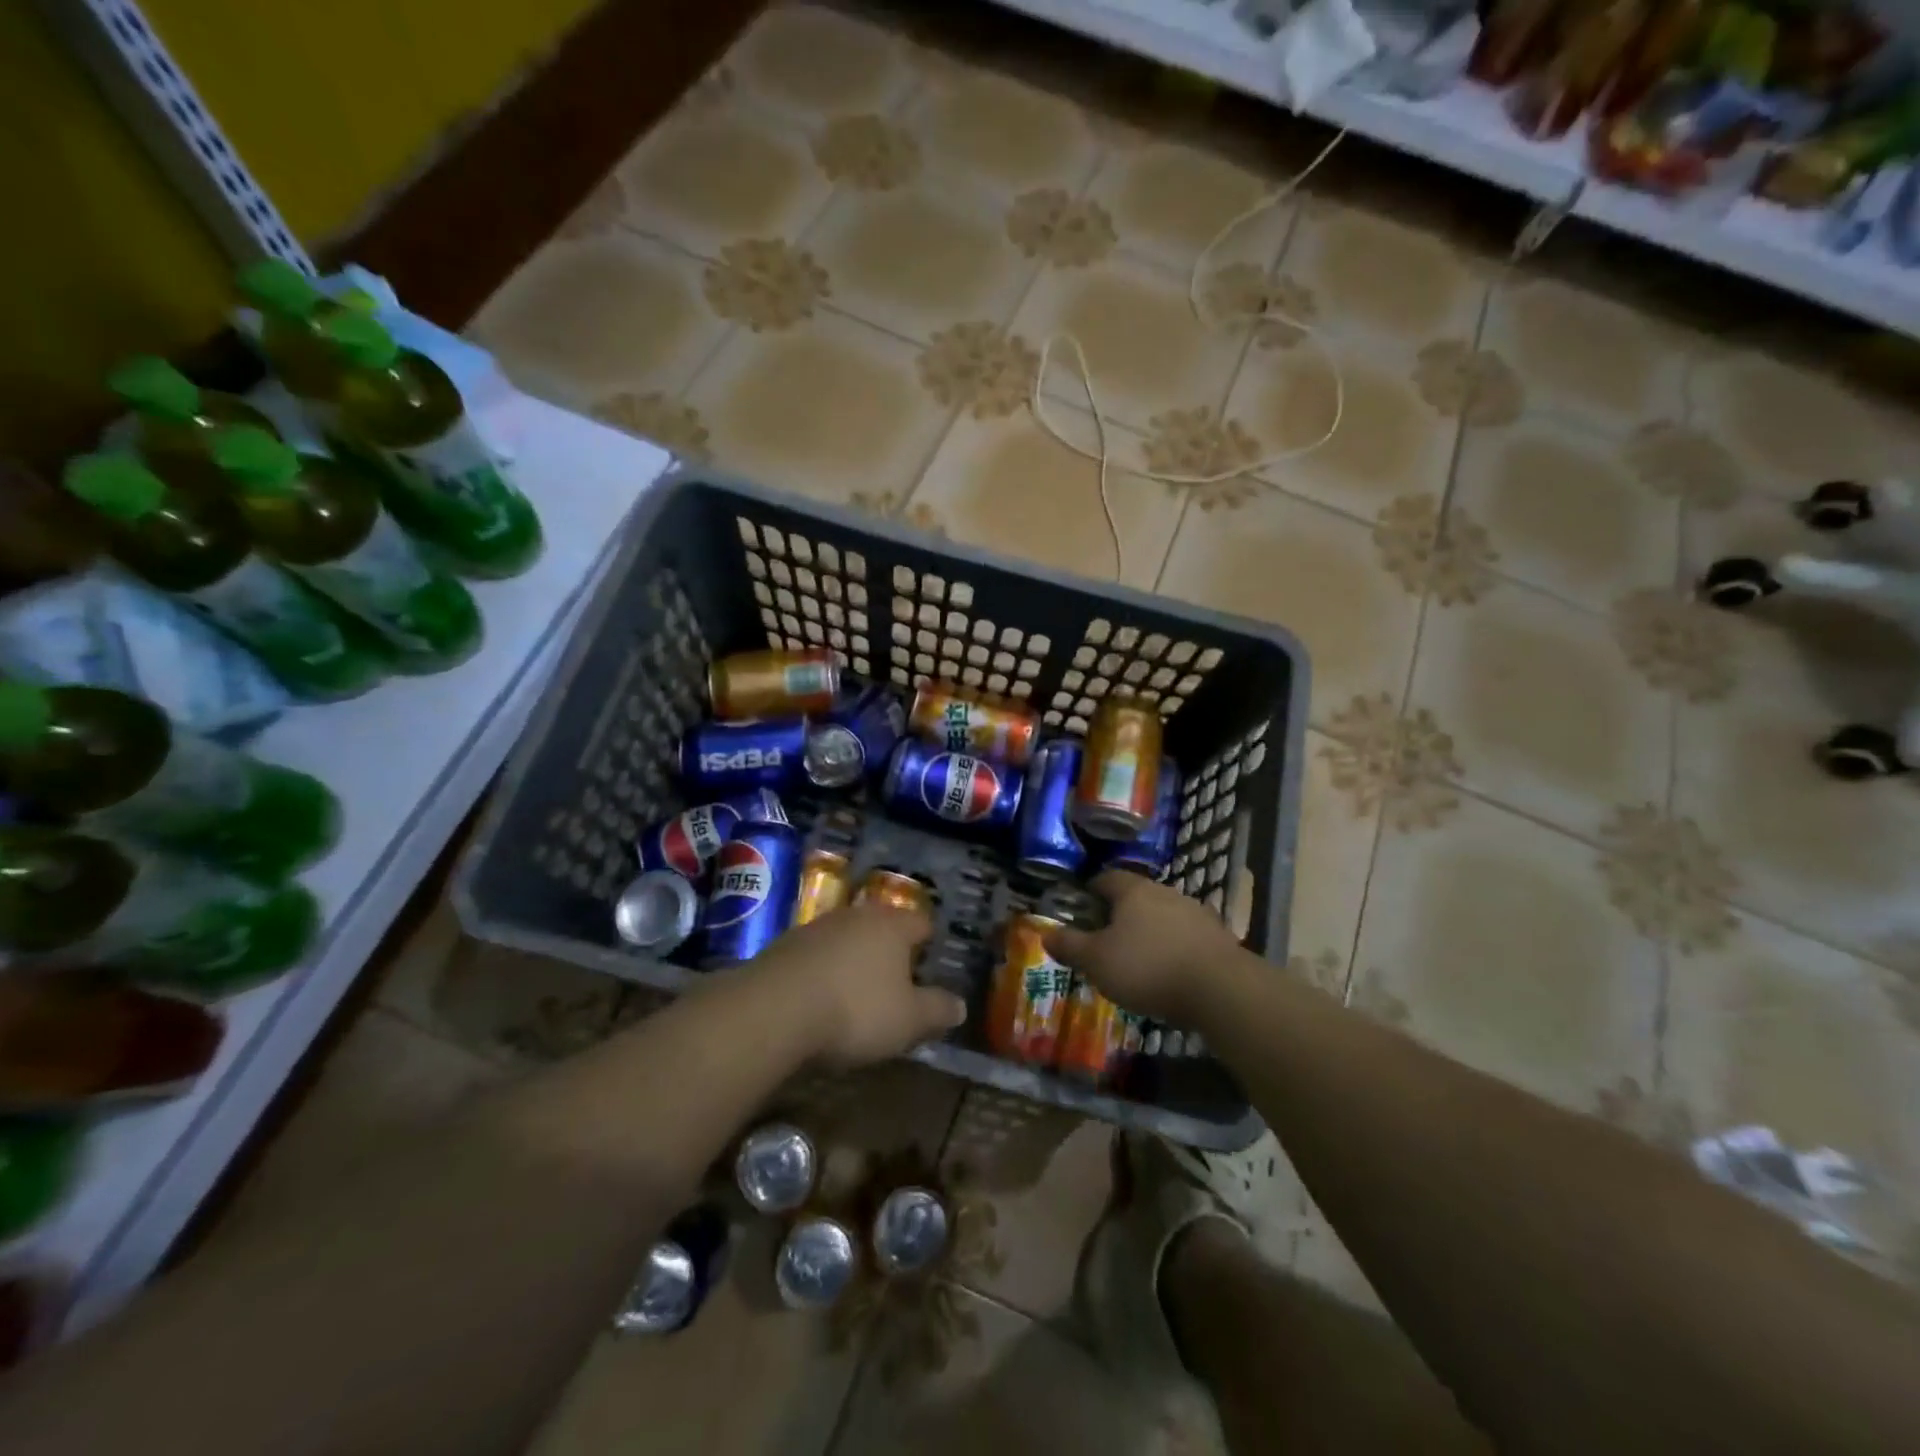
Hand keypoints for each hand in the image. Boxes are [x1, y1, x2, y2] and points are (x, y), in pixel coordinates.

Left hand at [753, 901, 966, 1069]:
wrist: (772, 1010)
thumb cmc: (855, 1010)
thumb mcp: (908, 1021)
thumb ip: (937, 1011)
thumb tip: (959, 1005)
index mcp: (892, 925)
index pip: (921, 923)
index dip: (929, 943)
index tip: (931, 965)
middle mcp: (856, 916)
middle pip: (882, 927)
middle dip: (890, 951)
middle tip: (896, 982)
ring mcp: (816, 928)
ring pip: (846, 939)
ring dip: (853, 961)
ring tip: (856, 993)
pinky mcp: (783, 946)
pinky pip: (815, 956)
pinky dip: (823, 972)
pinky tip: (819, 1000)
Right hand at [1043, 871, 1239, 1024]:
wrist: (1220, 989)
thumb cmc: (1148, 968)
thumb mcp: (1096, 961)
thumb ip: (1070, 946)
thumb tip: (1045, 934)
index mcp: (1133, 890)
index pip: (1106, 878)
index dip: (1090, 890)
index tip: (1081, 908)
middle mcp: (1166, 892)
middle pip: (1137, 896)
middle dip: (1120, 914)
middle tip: (1105, 938)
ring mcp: (1196, 913)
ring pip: (1163, 916)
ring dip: (1150, 932)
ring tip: (1137, 959)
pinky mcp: (1218, 938)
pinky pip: (1186, 937)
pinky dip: (1174, 949)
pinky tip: (1169, 972)